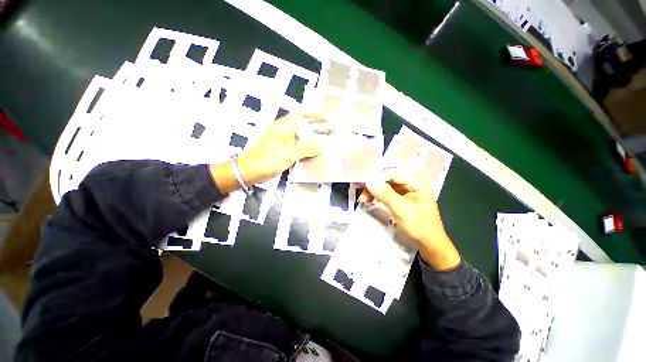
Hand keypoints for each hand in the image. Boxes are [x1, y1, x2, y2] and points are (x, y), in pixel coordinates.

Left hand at [210, 112, 321, 193]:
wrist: (253, 171)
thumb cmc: (269, 158)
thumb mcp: (290, 152)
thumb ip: (307, 148)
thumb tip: (321, 147)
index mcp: (285, 125)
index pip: (301, 113)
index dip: (314, 112)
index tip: (327, 114)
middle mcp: (285, 131)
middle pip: (304, 125)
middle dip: (317, 127)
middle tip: (331, 130)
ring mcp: (285, 142)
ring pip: (302, 138)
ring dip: (313, 140)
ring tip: (326, 142)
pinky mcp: (285, 151)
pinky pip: (299, 148)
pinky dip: (307, 149)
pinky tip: (316, 153)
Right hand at [360, 168, 460, 270]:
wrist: (430, 245)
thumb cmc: (420, 227)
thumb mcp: (402, 210)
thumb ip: (386, 194)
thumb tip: (369, 181)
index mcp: (416, 182)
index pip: (393, 174)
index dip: (377, 178)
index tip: (363, 186)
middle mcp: (411, 183)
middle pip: (388, 179)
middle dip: (374, 186)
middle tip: (362, 196)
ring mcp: (406, 191)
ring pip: (386, 186)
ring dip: (374, 192)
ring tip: (363, 200)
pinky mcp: (402, 199)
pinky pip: (387, 193)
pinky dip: (378, 196)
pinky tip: (370, 200)